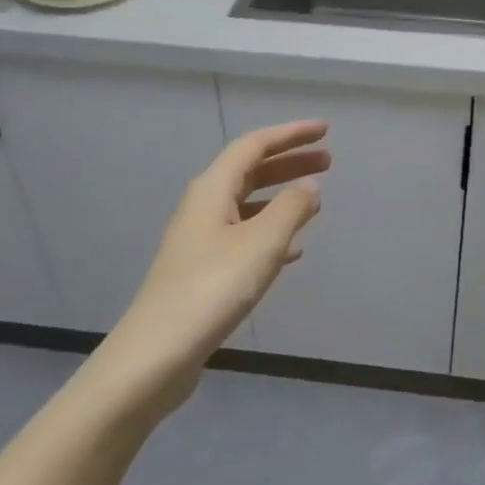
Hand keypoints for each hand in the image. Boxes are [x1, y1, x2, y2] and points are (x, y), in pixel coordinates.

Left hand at [96, 120, 328, 417]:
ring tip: (315, 199)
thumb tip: (309, 184)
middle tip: (328, 161)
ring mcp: (200, 240)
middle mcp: (202, 207)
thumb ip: (291, 209)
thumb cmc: (212, 288)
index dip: (290, 134)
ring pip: (247, 204)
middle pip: (250, 171)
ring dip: (281, 196)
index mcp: (212, 189)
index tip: (324, 131)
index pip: (254, 145)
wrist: (156, 354)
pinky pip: (244, 236)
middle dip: (289, 162)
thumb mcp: (261, 244)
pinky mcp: (203, 271)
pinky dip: (271, 232)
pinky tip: (292, 250)